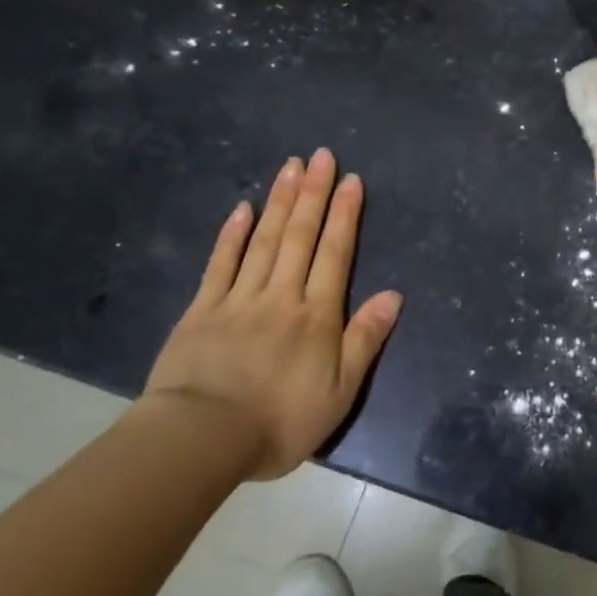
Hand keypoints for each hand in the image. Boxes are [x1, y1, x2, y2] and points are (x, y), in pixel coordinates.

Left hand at [141, 150, 402, 479]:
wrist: (202, 440)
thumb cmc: (280, 422)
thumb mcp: (340, 392)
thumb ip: (365, 340)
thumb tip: (394, 295)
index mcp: (317, 315)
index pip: (335, 254)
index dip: (345, 214)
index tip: (351, 180)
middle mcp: (281, 295)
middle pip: (300, 236)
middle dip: (314, 193)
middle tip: (321, 156)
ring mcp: (238, 299)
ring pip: (264, 240)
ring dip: (279, 201)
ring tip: (290, 166)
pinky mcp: (202, 311)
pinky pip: (220, 264)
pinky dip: (231, 234)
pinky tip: (242, 208)